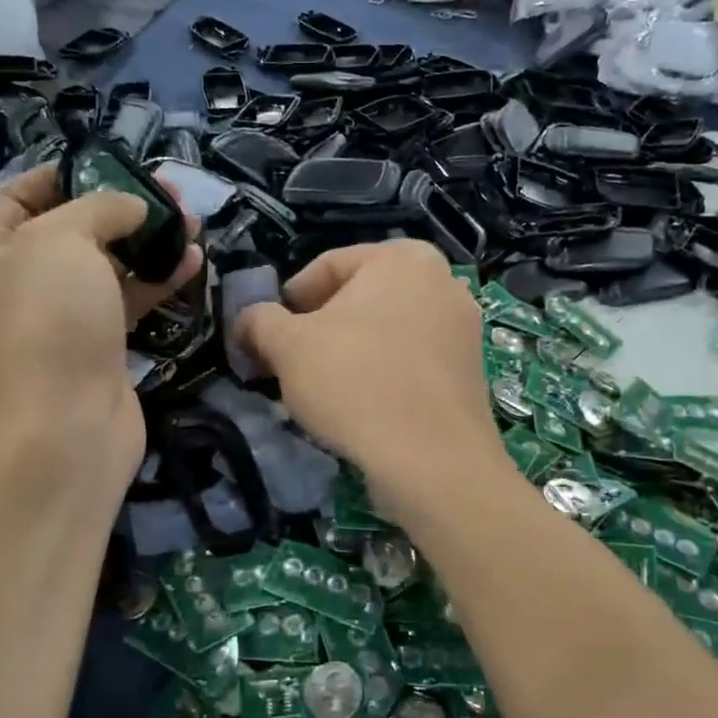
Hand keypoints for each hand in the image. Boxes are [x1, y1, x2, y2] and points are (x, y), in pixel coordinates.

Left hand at [0, 165, 201, 485]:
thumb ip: (98, 207)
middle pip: (69, 232)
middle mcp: (13, 288)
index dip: (62, 174)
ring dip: (146, 243)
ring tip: (191, 221)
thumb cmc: (49, 318)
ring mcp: (55, 322)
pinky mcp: (94, 350)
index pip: (15, 198)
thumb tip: (132, 207)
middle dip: (119, 208)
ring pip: (104, 268)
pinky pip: (124, 303)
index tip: (109, 164)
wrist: (68, 425)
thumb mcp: (63, 239)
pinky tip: (192, 261)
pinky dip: (155, 281)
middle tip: (166, 193)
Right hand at [234, 240, 500, 499]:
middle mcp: (442, 279)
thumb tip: (247, 321)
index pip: (326, 267)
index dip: (287, 302)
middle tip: (291, 364)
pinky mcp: (470, 368)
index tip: (268, 337)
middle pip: (358, 298)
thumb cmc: (355, 384)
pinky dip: (382, 372)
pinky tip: (362, 405)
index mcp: (402, 257)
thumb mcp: (287, 346)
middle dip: (320, 328)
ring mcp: (463, 326)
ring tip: (323, 389)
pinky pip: (411, 359)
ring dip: (349, 352)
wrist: (433, 460)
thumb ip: (259, 321)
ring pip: (385, 330)